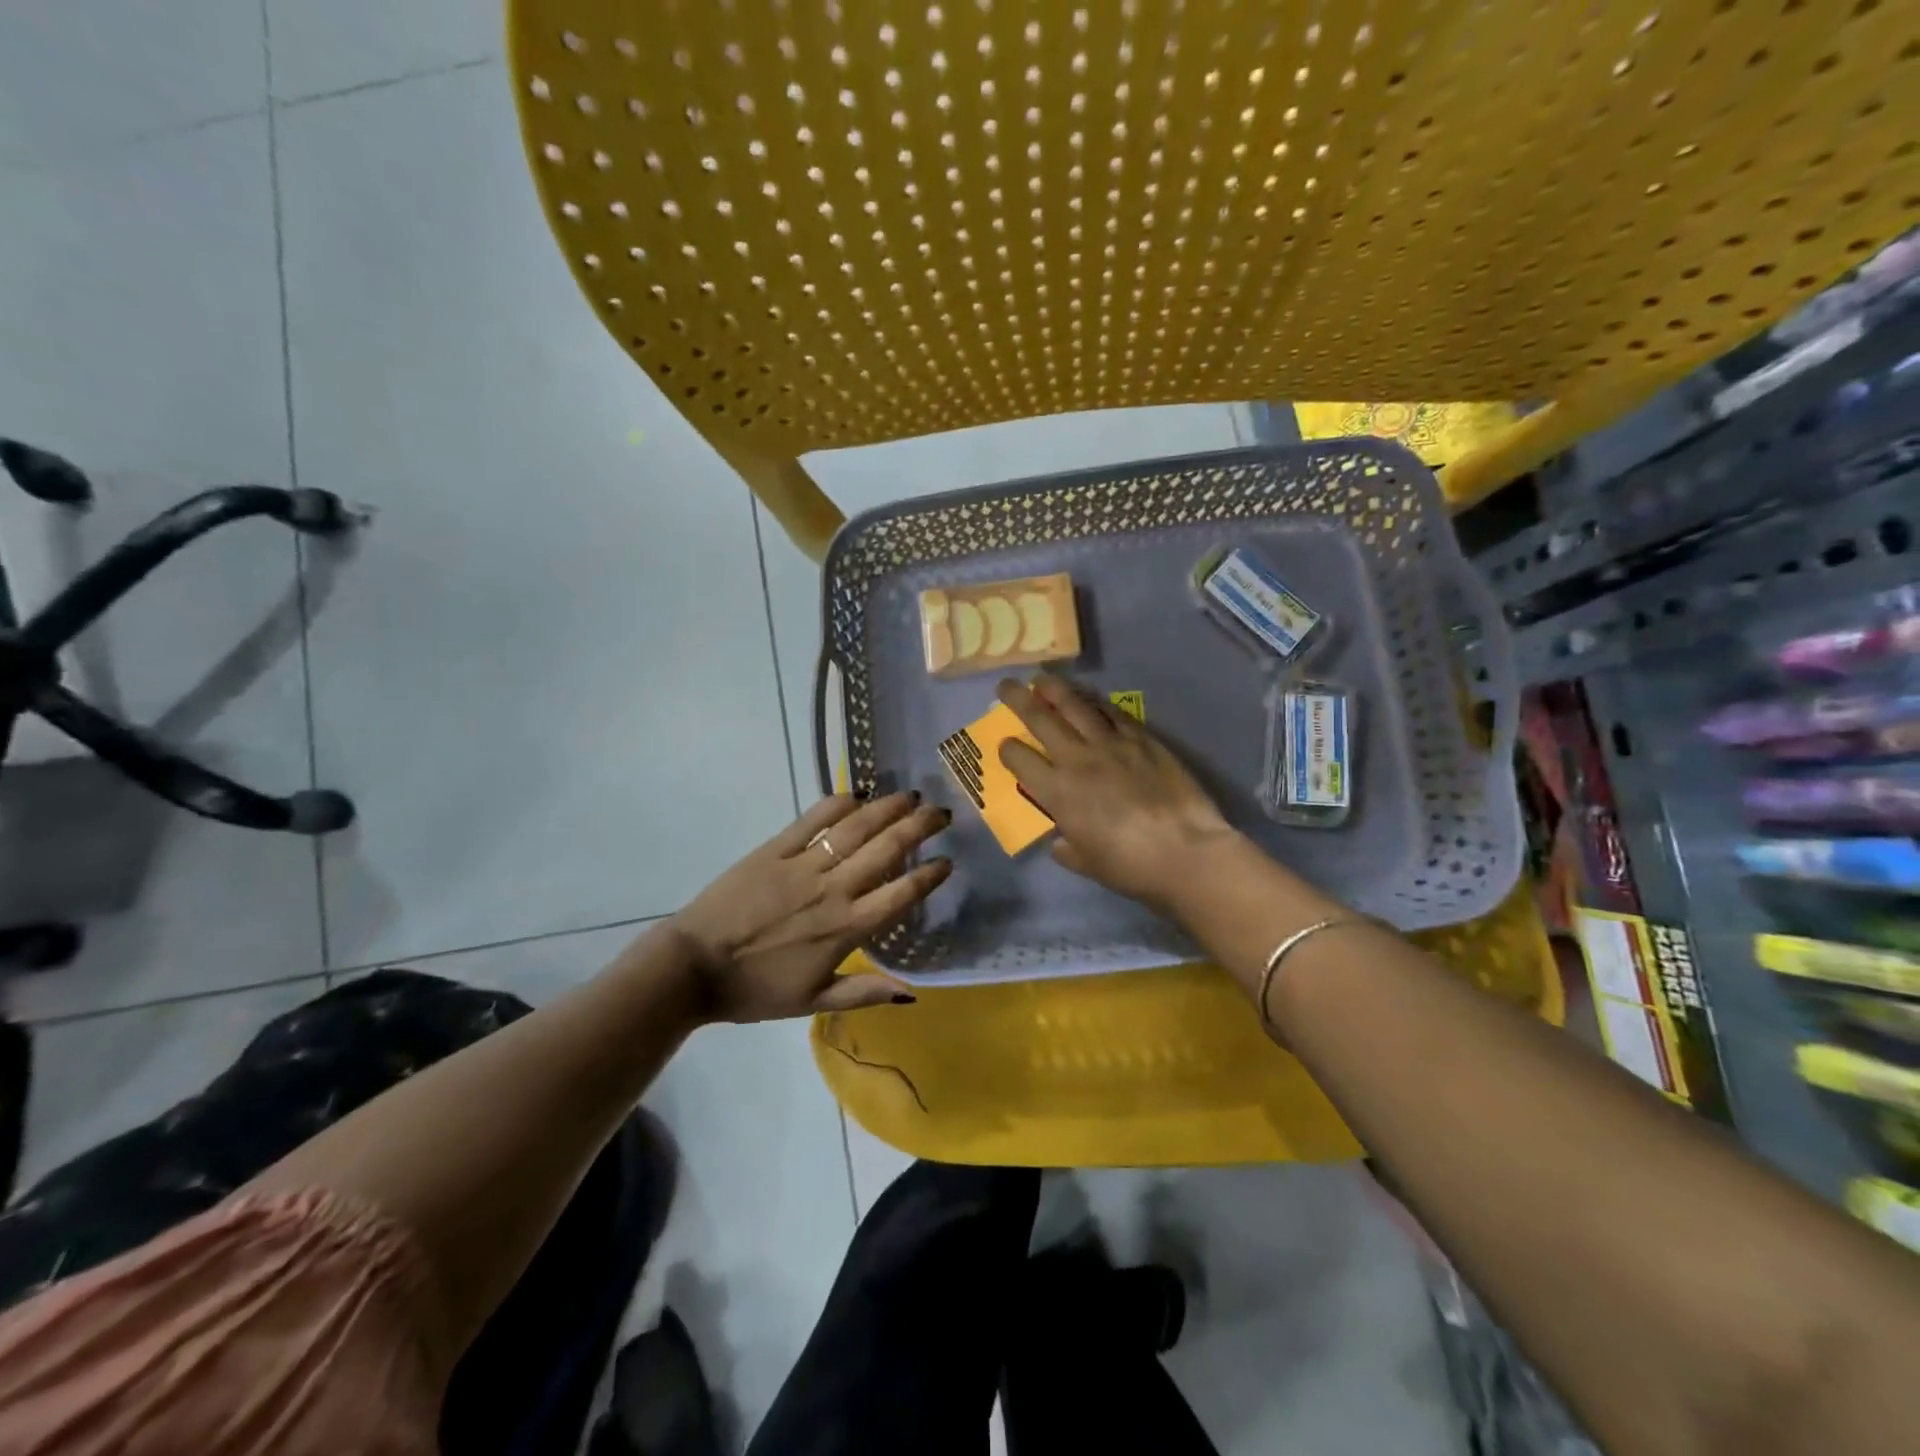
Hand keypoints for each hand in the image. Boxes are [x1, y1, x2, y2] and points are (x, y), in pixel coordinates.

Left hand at [670, 792, 951, 1020]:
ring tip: (910, 795)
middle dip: (919, 827)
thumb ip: (863, 992)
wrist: (693, 967)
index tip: (948, 861)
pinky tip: (858, 794)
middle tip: (941, 812)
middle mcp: (832, 890)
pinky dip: (838, 804)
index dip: (929, 875)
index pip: (900, 895)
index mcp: (845, 928)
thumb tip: (911, 992)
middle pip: (886, 850)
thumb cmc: (754, 990)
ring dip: (887, 808)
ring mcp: (803, 865)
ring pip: (855, 828)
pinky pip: (812, 820)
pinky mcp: (774, 850)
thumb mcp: (813, 1002)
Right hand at [997, 673, 1237, 908]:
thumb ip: (1068, 848)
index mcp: (1056, 791)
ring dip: (1055, 689)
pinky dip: (1097, 702)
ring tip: (1042, 678)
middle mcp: (1077, 759)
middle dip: (1018, 700)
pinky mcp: (1142, 738)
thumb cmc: (1129, 866)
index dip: (1007, 750)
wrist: (1184, 851)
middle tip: (1006, 686)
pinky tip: (1090, 698)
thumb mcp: (1087, 863)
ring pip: (1075, 705)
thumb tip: (1061, 841)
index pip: (1019, 759)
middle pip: (1040, 719)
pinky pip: (1113, 712)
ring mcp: (1111, 744)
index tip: (1005, 745)